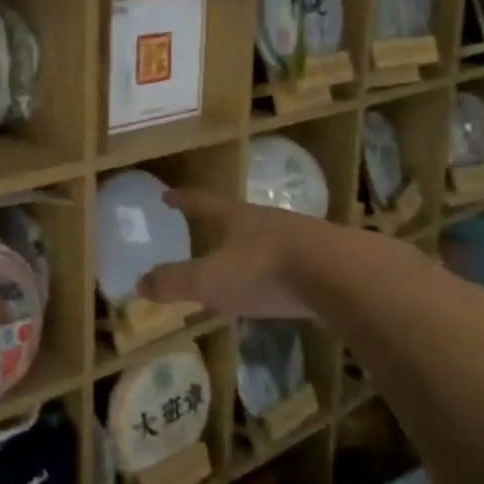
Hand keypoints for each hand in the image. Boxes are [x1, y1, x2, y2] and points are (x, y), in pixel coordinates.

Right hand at [137, 189, 363, 319]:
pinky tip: (277, 287)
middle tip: (203, 230)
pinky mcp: (326, 260)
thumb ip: (174, 283)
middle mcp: (266, 220)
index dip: (183, 200)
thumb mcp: (210, 280)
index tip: (167, 195)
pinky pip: (292, 262)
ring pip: (266, 239)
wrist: (343, 276)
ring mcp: (300, 237)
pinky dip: (276, 271)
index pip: (201, 202)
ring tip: (238, 262)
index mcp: (235, 218)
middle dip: (218, 224)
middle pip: (235, 217)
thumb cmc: (265, 271)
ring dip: (249, 248)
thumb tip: (140, 284)